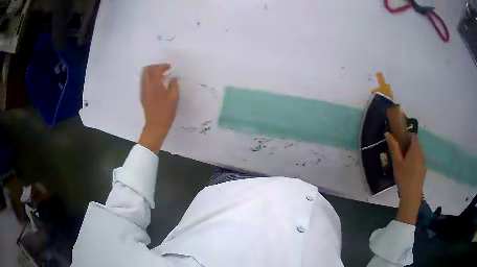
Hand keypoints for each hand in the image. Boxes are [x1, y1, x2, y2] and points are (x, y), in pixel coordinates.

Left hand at [138, 64, 178, 152]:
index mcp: (155, 85)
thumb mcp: (174, 98)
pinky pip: (143, 82)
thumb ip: (174, 85)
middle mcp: (147, 86)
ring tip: (160, 75)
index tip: (169, 67)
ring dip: (151, 72)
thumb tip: (173, 78)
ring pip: (143, 75)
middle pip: (147, 70)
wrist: (156, 125)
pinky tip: (156, 83)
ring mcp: (143, 91)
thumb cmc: (166, 112)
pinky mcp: (142, 95)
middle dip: (155, 67)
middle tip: (163, 69)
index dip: (162, 66)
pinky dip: (149, 78)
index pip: (156, 69)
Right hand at [385, 133, 426, 224]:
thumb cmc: (403, 177)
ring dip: (411, 154)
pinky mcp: (424, 170)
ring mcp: (424, 162)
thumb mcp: (396, 162)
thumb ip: (393, 147)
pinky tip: (408, 172)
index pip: (413, 135)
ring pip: (418, 153)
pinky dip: (414, 162)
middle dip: (408, 146)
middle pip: (416, 144)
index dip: (406, 135)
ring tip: (403, 164)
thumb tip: (387, 133)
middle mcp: (421, 153)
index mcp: (415, 149)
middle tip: (399, 154)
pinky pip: (419, 161)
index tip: (399, 141)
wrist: (412, 195)